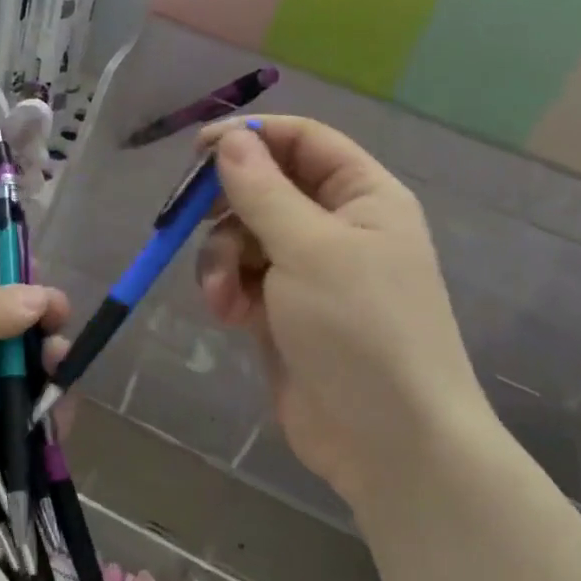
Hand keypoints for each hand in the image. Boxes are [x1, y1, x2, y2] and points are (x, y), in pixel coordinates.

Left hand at [0, 283, 69, 579]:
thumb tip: (38, 298)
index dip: (22, 294)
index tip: (51, 302)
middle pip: (19, 340)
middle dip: (45, 334)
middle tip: (57, 341)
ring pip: (35, 382)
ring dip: (55, 373)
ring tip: (59, 374)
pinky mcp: (3, 458)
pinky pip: (41, 429)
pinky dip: (56, 417)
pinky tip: (59, 412)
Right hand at [194, 116, 485, 503]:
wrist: (391, 444)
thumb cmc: (362, 329)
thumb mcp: (310, 249)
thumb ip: (262, 190)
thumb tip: (230, 138)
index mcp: (362, 197)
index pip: (304, 140)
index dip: (253, 135)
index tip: (199, 148)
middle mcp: (336, 226)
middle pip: (265, 187)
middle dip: (226, 206)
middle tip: (189, 218)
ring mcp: (308, 271)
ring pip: (244, 235)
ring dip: (222, 258)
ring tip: (222, 295)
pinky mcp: (282, 311)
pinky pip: (241, 277)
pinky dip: (227, 290)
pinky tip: (227, 315)